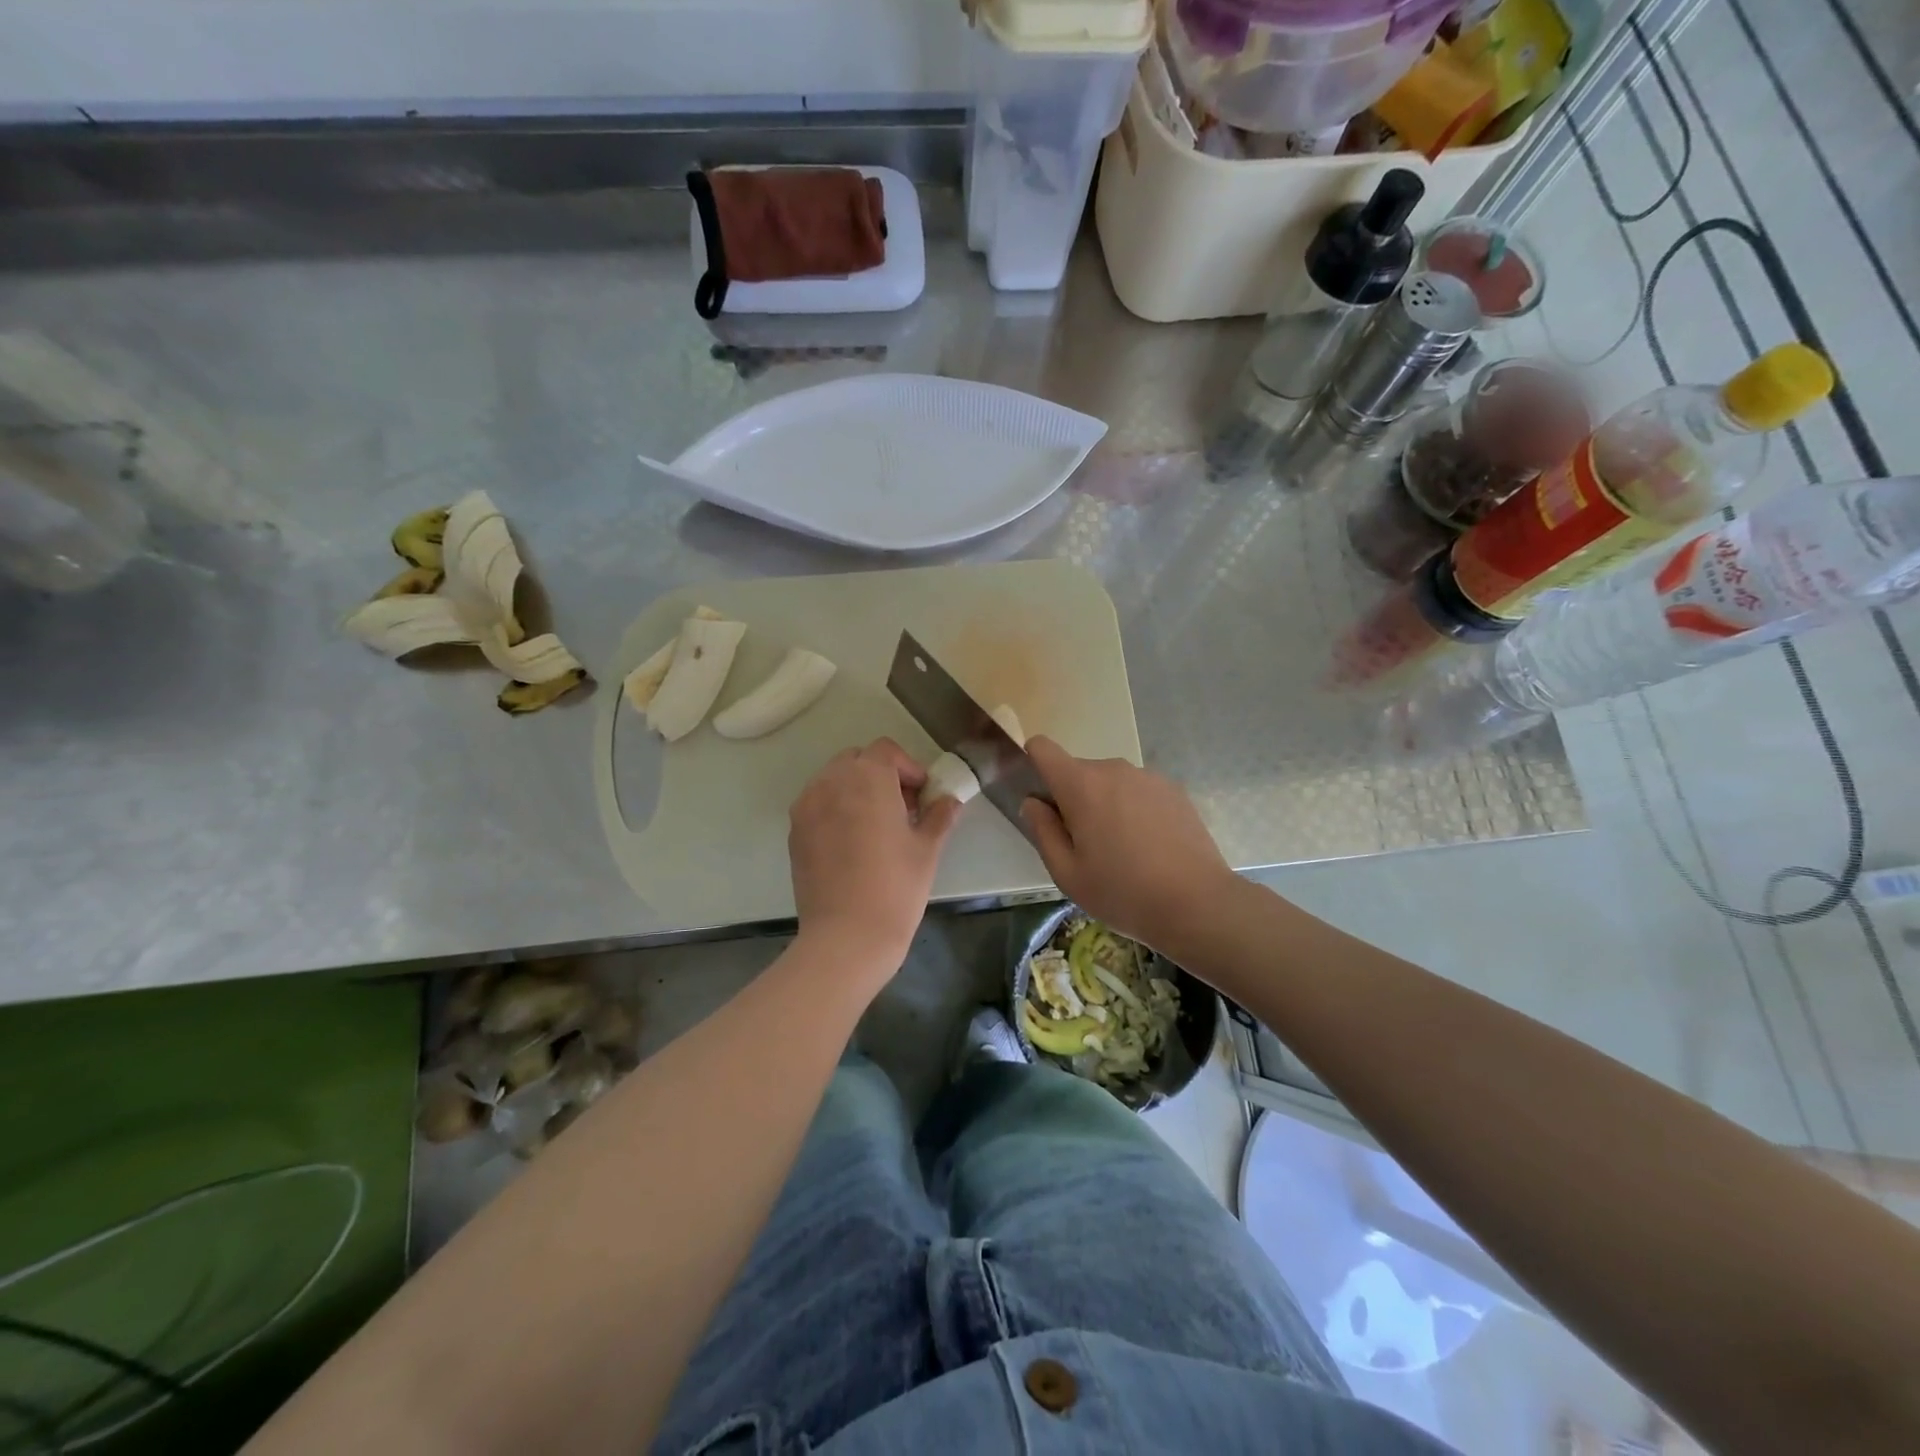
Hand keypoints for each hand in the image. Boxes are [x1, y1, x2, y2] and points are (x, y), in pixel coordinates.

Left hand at [789, 738, 961, 977]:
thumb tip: (950, 801)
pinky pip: (818, 804)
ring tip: (876, 826)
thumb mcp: (927, 849)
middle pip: (857, 760)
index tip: (922, 795)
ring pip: (834, 780)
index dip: (908, 768)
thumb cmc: (896, 887)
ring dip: (856, 790)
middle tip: (902, 809)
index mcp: (868, 778)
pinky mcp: (795, 831)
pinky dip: (836, 809)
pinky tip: (853, 843)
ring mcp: (807, 806)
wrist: (846, 936)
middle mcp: (831, 782)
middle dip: (881, 775)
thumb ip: (939, 816)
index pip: (886, 751)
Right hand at [1021, 737, 1236, 959]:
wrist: (1197, 903)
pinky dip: (1134, 809)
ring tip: (1122, 850)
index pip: (1042, 748)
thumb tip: (1033, 802)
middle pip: (1078, 772)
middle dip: (1073, 799)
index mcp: (1081, 785)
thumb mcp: (1067, 873)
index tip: (1041, 798)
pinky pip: (1139, 791)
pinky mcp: (1174, 790)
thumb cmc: (1122, 892)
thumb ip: (1043, 831)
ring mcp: (1148, 776)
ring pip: (1111, 783)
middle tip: (1085, 845)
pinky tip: (1150, 847)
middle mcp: (1114, 769)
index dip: (1033, 764)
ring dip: (1106, 805)